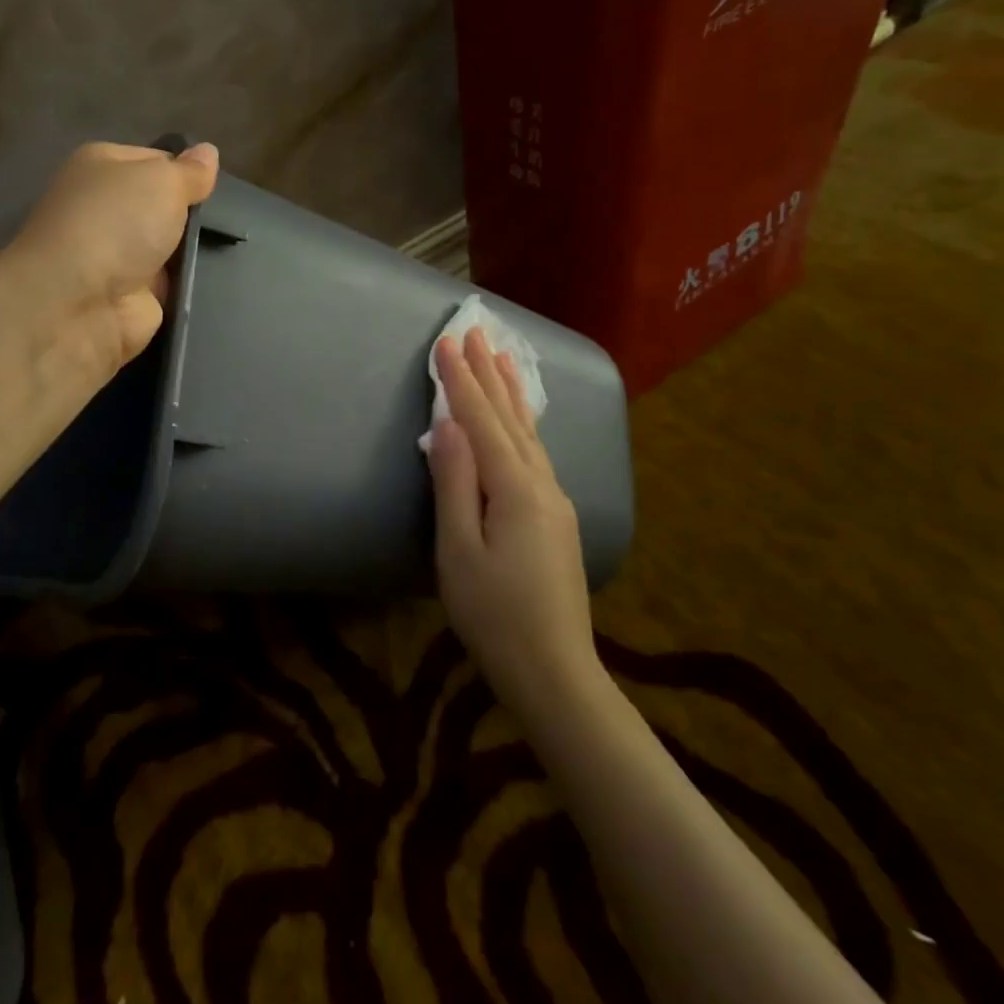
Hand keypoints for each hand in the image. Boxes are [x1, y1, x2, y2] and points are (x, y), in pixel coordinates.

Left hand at [7, 140, 219, 372]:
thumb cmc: (115, 223)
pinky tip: (217, 282)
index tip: (215, 187)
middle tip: (228, 221)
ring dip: (195, 253)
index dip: (186, 172)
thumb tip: (208, 152)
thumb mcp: (162, 180)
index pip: (156, 160)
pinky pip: (172, 284)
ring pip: (171, 248)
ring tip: (230, 251)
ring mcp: (118, 256)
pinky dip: (190, 285)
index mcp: (101, 167)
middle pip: (164, 206)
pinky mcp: (131, 297)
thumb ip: (190, 171)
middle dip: (194, 215)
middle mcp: (105, 209)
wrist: (79, 303)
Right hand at [426, 327, 602, 715]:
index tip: (446, 342)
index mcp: (515, 489)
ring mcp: (555, 501)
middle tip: (476, 332)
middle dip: (489, 373)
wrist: (554, 670)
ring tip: (502, 357)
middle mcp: (542, 484)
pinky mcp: (556, 518)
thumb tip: (447, 426)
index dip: (461, 381)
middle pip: (511, 417)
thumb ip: (454, 483)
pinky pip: (535, 452)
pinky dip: (522, 422)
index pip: (481, 421)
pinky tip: (521, 419)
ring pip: (529, 433)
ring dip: (511, 392)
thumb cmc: (494, 614)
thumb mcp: (458, 550)